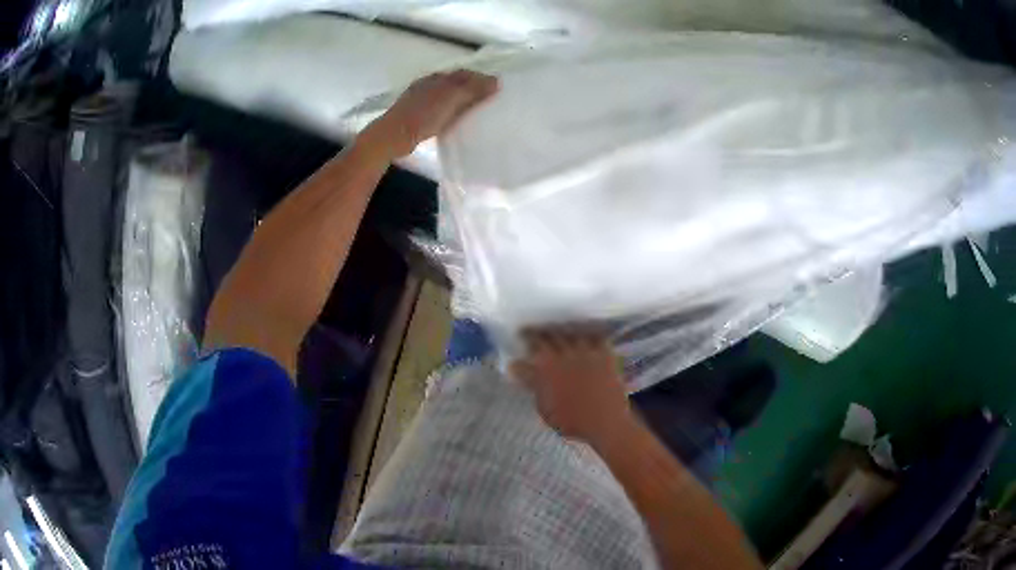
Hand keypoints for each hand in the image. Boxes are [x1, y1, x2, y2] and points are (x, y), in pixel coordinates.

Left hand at [360, 70, 498, 159]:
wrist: (394, 135)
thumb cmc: (423, 115)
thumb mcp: (451, 99)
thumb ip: (473, 89)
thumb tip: (496, 81)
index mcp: (437, 78)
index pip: (464, 73)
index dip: (480, 78)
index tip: (495, 88)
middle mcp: (428, 85)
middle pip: (454, 83)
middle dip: (470, 88)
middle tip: (487, 99)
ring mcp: (419, 100)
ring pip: (445, 95)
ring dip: (459, 100)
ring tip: (473, 110)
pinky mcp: (414, 116)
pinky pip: (437, 109)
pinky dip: (448, 111)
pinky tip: (452, 120)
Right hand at [511, 328, 633, 444]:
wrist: (605, 423)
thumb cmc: (572, 422)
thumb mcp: (545, 409)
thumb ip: (534, 387)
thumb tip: (522, 374)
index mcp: (545, 369)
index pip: (527, 352)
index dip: (522, 346)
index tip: (518, 345)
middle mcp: (563, 355)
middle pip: (546, 337)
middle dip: (537, 333)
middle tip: (533, 332)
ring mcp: (585, 352)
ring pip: (569, 332)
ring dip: (561, 330)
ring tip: (557, 330)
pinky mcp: (604, 354)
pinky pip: (596, 336)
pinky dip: (590, 333)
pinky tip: (587, 333)